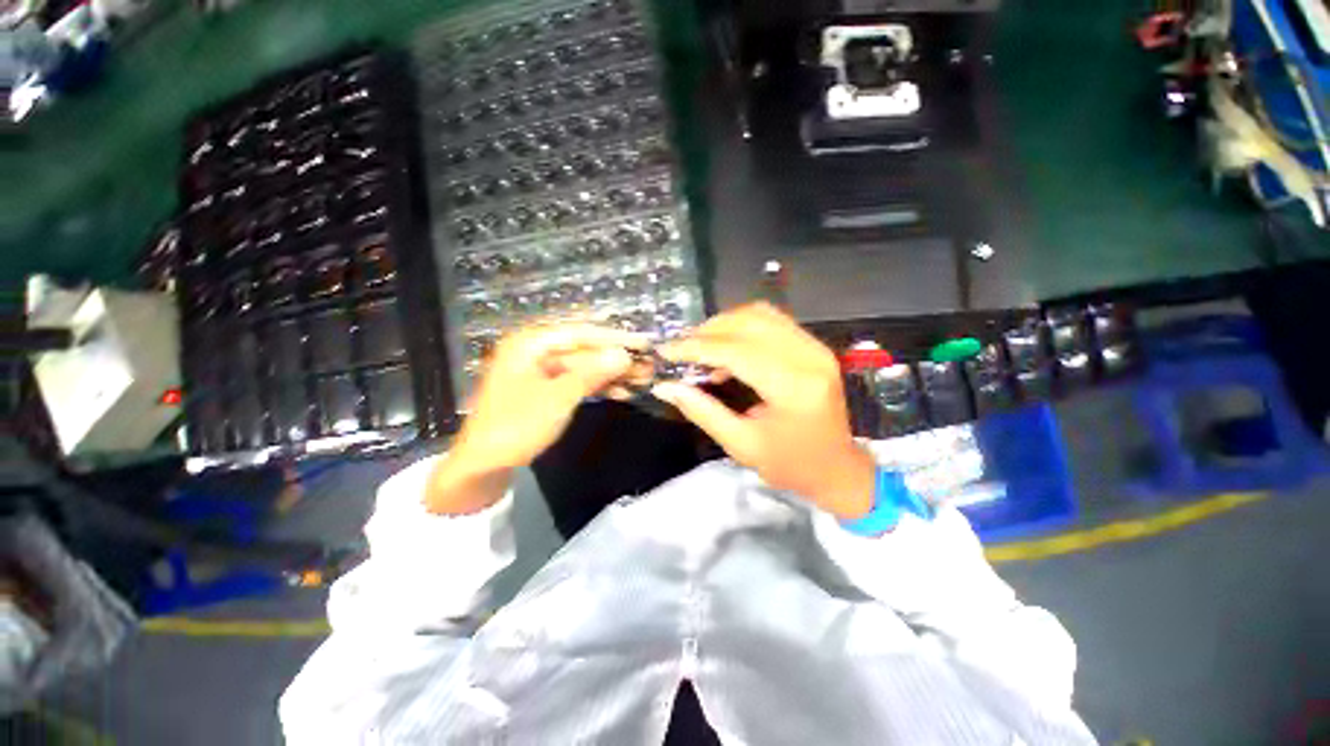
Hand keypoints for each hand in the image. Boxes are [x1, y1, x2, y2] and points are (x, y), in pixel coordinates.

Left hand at [427, 324, 644, 513]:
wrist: (482, 466)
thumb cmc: (515, 426)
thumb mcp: (557, 399)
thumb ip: (591, 373)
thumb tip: (623, 354)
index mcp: (530, 344)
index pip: (580, 333)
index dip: (614, 338)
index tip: (643, 342)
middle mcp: (535, 351)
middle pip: (584, 350)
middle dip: (615, 358)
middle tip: (647, 364)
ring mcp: (540, 371)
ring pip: (583, 366)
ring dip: (611, 373)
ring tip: (642, 379)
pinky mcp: (545, 389)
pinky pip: (576, 381)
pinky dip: (598, 386)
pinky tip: (622, 391)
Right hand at [654, 303, 874, 519]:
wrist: (837, 468)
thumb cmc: (790, 465)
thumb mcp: (740, 445)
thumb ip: (702, 410)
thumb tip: (665, 386)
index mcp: (793, 387)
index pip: (736, 351)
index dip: (696, 348)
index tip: (666, 351)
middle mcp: (809, 357)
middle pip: (749, 323)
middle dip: (707, 332)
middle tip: (682, 349)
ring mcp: (816, 347)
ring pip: (761, 315)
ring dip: (724, 324)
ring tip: (701, 346)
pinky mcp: (815, 346)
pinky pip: (773, 321)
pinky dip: (743, 326)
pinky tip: (727, 347)